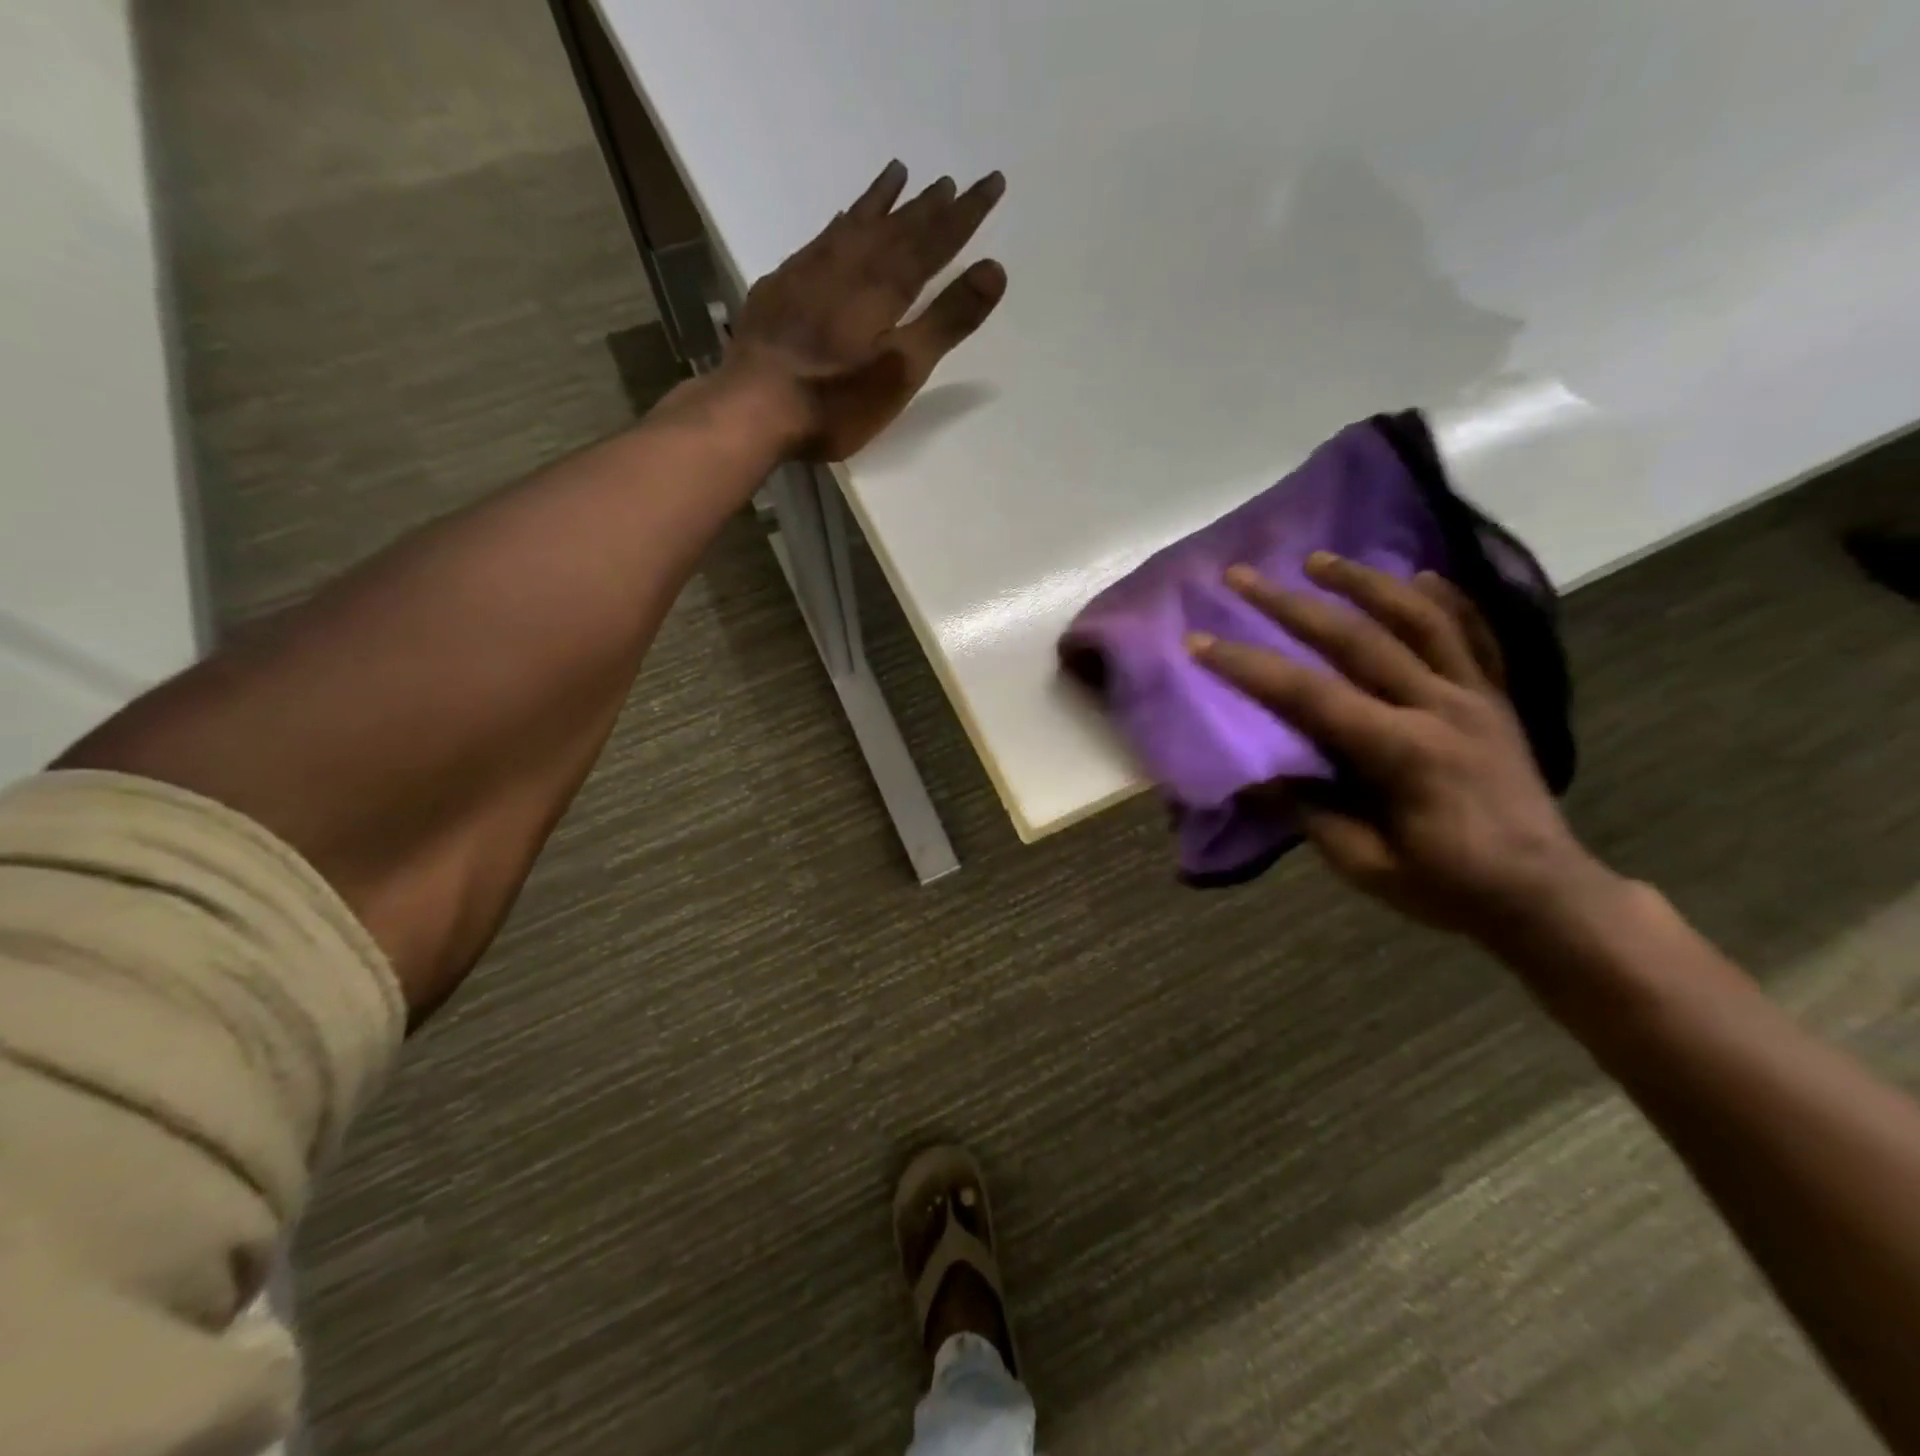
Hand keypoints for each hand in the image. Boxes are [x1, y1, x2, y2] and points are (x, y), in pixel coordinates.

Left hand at [723, 160, 1007, 460]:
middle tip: (950, 181)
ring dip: (880, 201)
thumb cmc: (836, 400)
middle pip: (896, 227)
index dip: (966, 215)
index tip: (992, 182)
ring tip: (898, 173)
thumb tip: (994, 269)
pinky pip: (819, 240)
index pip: (934, 241)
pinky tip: (839, 222)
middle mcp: (848, 266)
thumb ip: (947, 321)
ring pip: (854, 224)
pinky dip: (838, 224)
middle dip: (927, 205)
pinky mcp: (780, 288)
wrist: (753, 407)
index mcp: (884, 287)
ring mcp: (809, 273)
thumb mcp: (902, 369)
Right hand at [1190, 553, 1620, 946]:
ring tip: (1318, 559)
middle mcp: (1440, 708)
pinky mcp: (1497, 699)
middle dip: (1291, 604)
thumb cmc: (1448, 887)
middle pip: (1357, 639)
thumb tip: (1252, 777)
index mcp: (1402, 754)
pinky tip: (1420, 575)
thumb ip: (1309, 811)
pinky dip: (1448, 600)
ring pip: (1418, 619)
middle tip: (1243, 576)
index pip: (1310, 696)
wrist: (1546, 896)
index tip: (1200, 642)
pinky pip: (1475, 636)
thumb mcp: (1364, 862)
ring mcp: (1475, 697)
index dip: (1249, 667)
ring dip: (1363, 582)